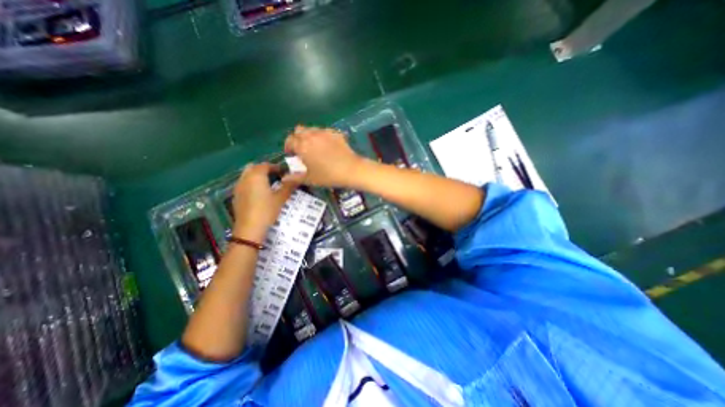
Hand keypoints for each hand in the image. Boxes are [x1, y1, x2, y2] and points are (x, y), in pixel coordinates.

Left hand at [234, 163, 298, 241]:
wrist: (249, 229)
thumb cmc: (266, 210)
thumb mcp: (281, 198)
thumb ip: (289, 186)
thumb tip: (297, 177)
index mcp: (256, 176)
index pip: (266, 165)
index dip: (276, 167)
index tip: (285, 173)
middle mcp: (245, 178)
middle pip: (253, 167)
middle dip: (264, 169)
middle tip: (275, 177)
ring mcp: (238, 187)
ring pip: (247, 175)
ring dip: (257, 176)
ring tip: (268, 185)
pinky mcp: (236, 196)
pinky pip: (243, 184)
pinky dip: (251, 184)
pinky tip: (259, 195)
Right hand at [281, 125, 361, 186]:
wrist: (351, 170)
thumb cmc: (329, 176)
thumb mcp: (310, 179)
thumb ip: (295, 177)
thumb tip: (284, 178)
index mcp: (302, 146)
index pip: (289, 140)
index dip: (288, 147)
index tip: (291, 154)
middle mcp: (311, 135)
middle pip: (299, 130)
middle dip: (298, 138)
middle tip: (302, 149)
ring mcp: (324, 132)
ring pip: (312, 129)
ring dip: (309, 135)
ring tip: (314, 147)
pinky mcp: (335, 133)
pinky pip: (325, 131)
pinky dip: (322, 136)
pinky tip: (328, 146)